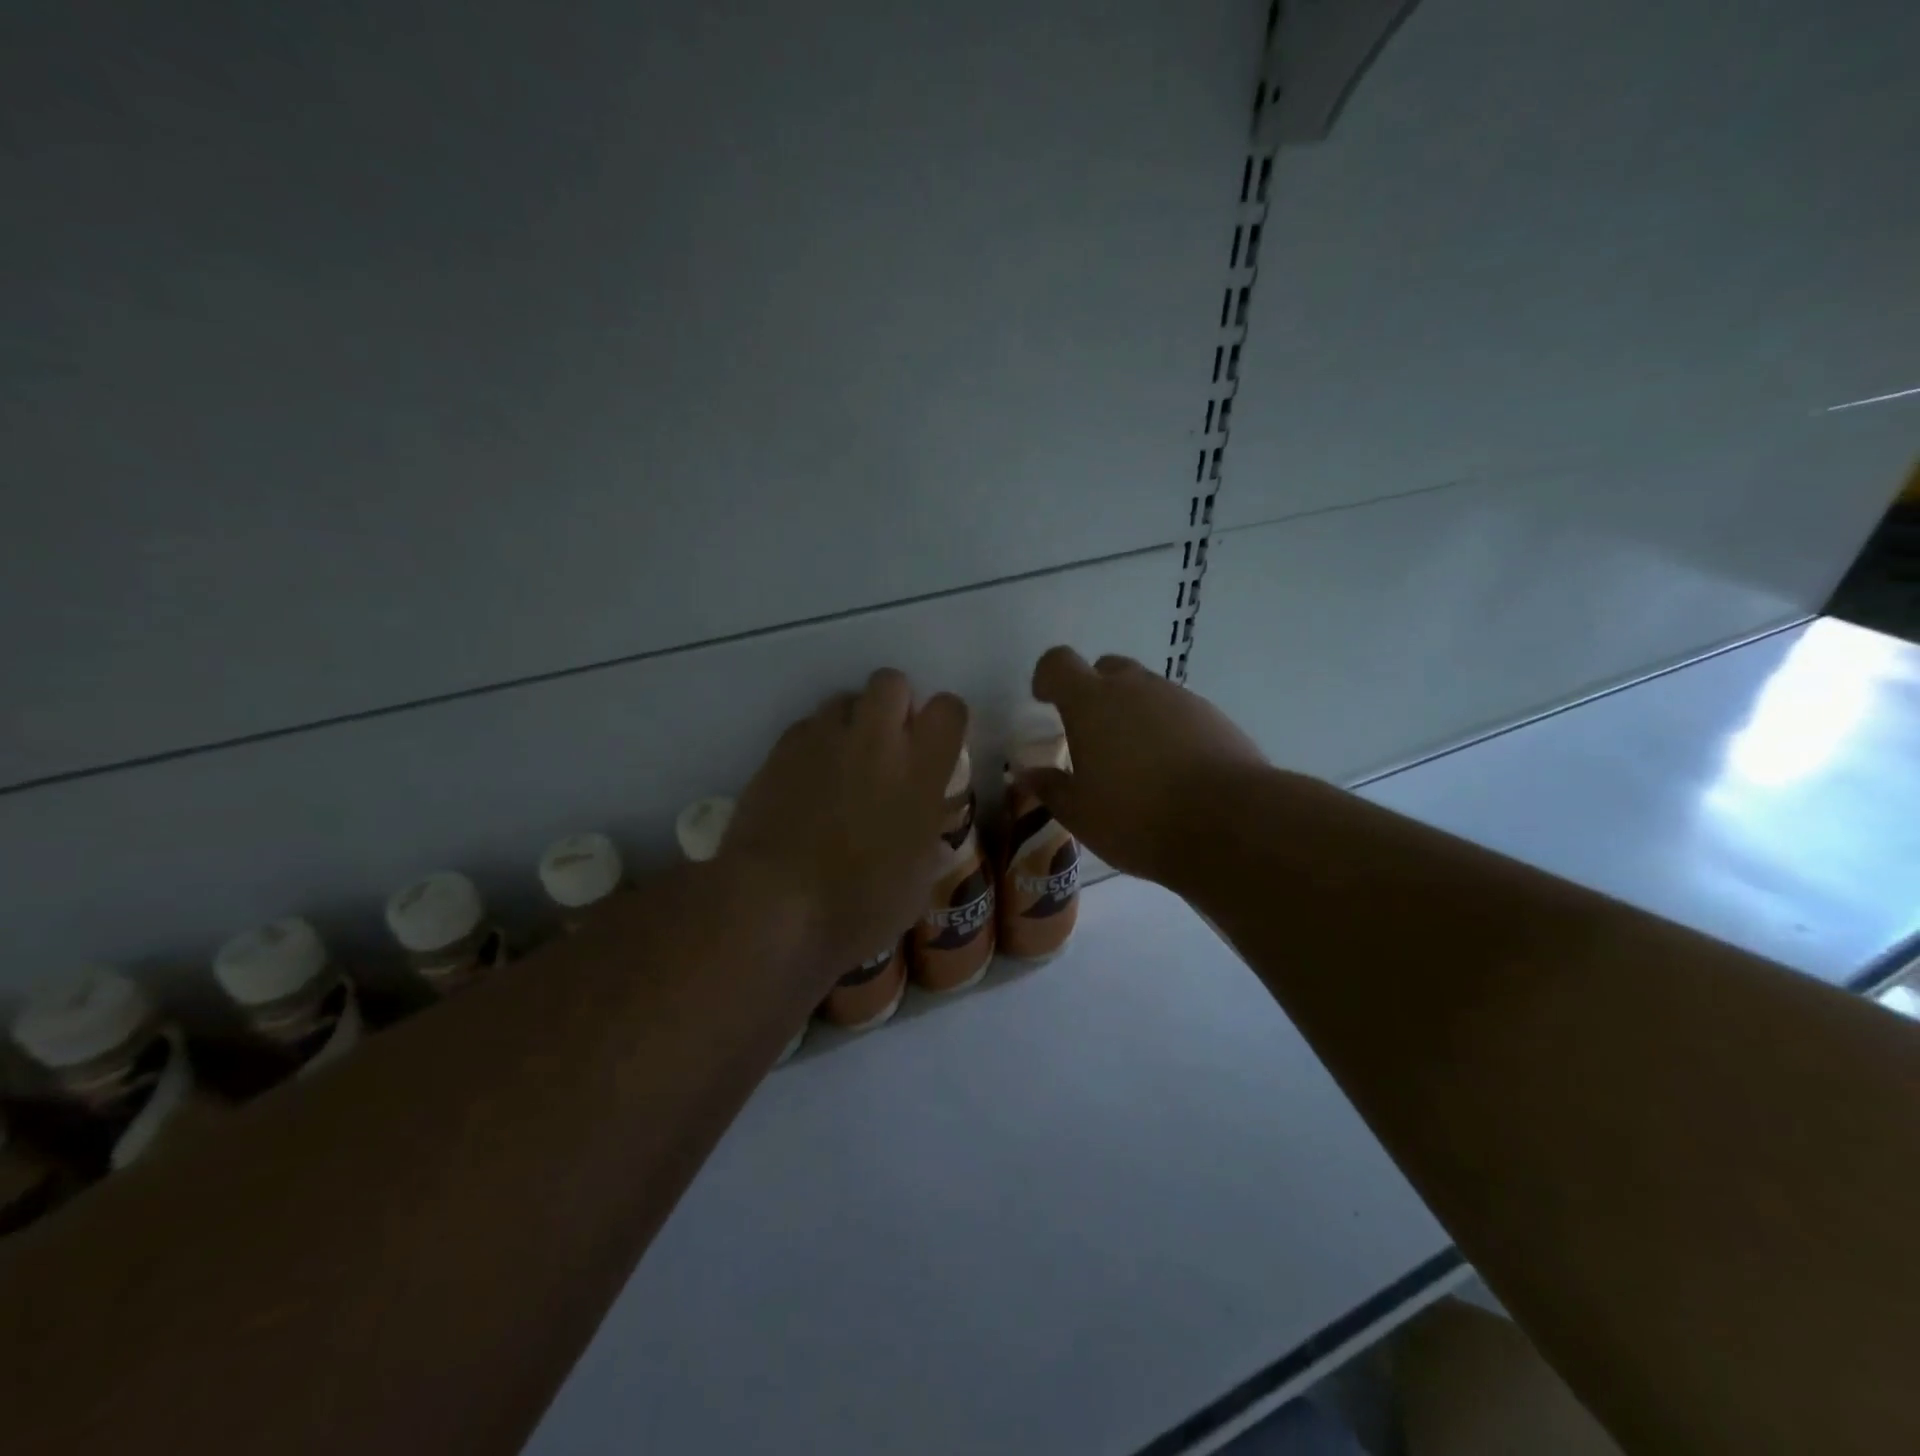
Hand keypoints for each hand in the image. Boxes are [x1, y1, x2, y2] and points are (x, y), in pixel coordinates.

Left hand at [725, 669, 967, 976]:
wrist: (772, 903)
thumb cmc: (857, 904)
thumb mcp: (915, 884)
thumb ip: (928, 840)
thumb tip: (932, 829)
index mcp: (921, 771)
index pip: (949, 708)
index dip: (944, 722)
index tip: (935, 749)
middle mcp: (875, 740)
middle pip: (891, 681)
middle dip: (893, 704)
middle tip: (888, 747)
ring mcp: (824, 739)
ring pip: (844, 699)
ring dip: (851, 723)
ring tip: (843, 764)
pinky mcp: (781, 749)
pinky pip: (807, 727)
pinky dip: (814, 745)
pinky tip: (807, 781)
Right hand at [1022, 648, 1267, 886]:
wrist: (1230, 823)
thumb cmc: (1137, 817)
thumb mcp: (1080, 813)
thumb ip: (1050, 788)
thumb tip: (1028, 774)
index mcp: (1091, 702)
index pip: (1059, 663)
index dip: (1047, 677)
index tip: (1044, 701)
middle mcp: (1135, 687)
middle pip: (1106, 669)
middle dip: (1092, 692)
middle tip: (1090, 735)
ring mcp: (1179, 698)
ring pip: (1145, 690)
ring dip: (1131, 712)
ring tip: (1133, 761)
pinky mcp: (1213, 717)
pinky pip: (1177, 711)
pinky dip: (1165, 729)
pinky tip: (1171, 771)